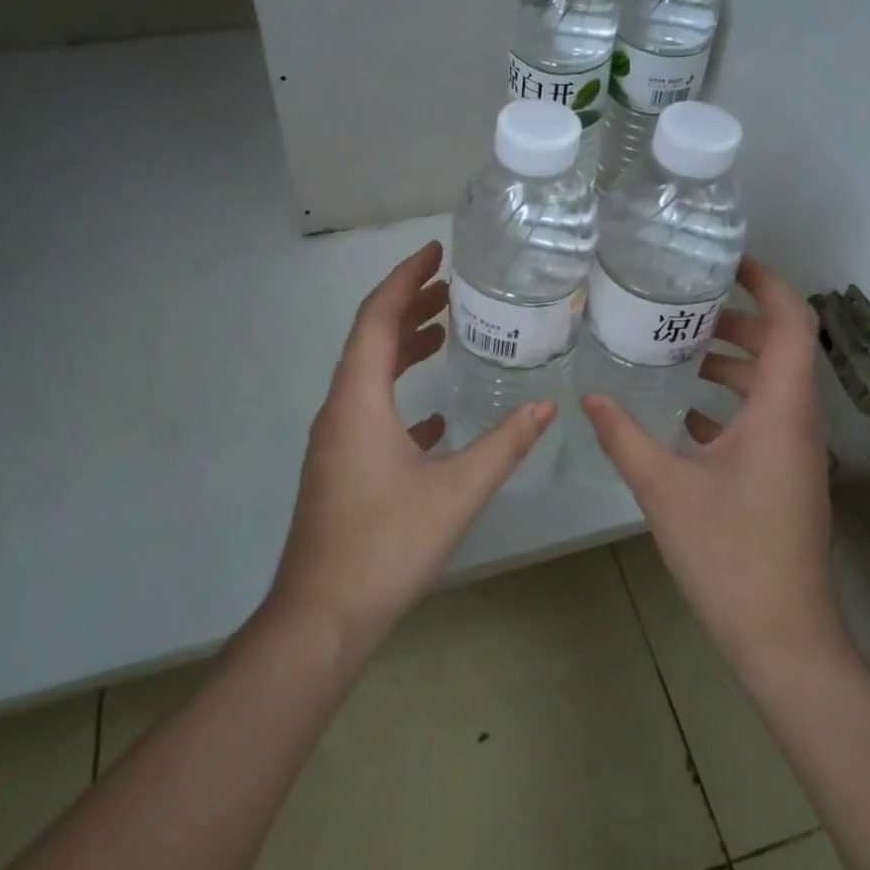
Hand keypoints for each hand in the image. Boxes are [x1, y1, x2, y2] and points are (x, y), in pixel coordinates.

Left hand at [267, 241, 554, 654]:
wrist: (321, 619)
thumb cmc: (387, 545)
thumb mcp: (458, 491)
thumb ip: (505, 444)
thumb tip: (549, 405)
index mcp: (359, 399)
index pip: (377, 316)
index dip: (406, 277)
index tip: (436, 250)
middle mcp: (340, 409)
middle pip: (370, 338)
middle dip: (408, 304)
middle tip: (449, 285)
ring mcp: (335, 440)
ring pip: (369, 374)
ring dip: (403, 347)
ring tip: (444, 331)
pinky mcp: (339, 467)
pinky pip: (370, 411)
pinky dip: (399, 394)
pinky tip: (434, 415)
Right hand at [582, 256, 841, 673]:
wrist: (781, 636)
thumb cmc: (729, 554)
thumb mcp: (665, 489)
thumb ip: (625, 437)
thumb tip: (589, 398)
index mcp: (781, 411)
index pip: (792, 323)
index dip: (767, 284)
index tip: (727, 263)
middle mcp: (797, 422)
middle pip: (781, 348)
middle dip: (739, 320)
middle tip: (686, 307)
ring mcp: (796, 452)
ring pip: (772, 386)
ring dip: (734, 363)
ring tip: (680, 352)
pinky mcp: (786, 476)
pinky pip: (764, 419)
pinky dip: (732, 403)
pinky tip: (686, 416)